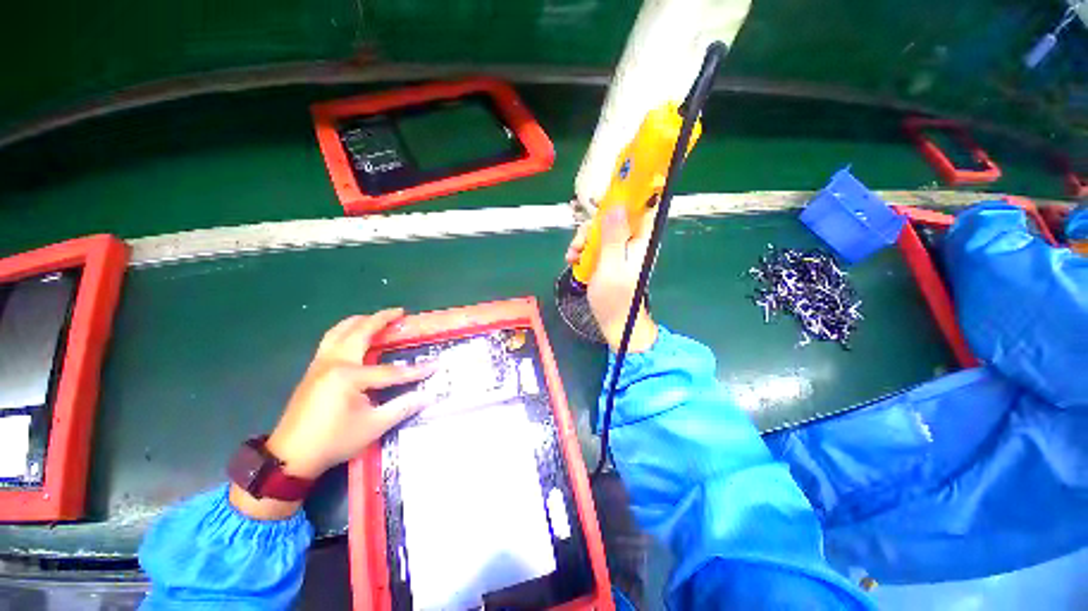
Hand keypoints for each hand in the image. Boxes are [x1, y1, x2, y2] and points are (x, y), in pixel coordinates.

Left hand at [231, 309, 434, 519]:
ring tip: (376, 318)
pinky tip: (352, 336)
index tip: (435, 365)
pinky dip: (345, 331)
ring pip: (339, 331)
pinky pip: (330, 340)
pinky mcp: (313, 370)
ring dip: (360, 321)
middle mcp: (333, 362)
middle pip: (360, 332)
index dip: (415, 370)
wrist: (289, 457)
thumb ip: (402, 407)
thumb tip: (428, 396)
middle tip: (400, 312)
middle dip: (381, 319)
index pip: (390, 371)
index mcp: (349, 375)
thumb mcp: (373, 426)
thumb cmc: (333, 440)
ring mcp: (320, 364)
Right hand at [566, 206, 657, 352]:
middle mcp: (631, 242)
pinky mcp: (607, 259)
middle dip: (591, 229)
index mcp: (640, 241)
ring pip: (599, 232)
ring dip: (583, 241)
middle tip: (578, 244)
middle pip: (612, 220)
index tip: (603, 200)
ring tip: (572, 256)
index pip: (639, 209)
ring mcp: (618, 251)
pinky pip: (594, 246)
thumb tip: (616, 206)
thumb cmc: (615, 298)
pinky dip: (582, 251)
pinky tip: (573, 261)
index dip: (624, 199)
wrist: (614, 322)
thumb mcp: (611, 266)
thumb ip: (613, 237)